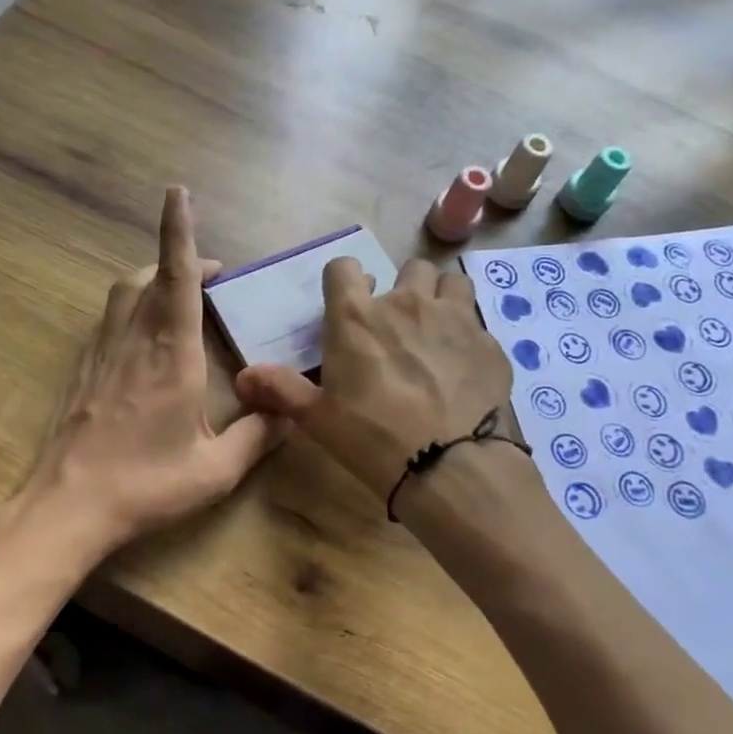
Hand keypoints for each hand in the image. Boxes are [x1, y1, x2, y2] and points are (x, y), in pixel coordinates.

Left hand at [9, 187, 288, 564]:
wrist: (68, 506)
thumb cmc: (146, 486)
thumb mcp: (215, 471)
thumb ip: (258, 437)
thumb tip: (288, 413)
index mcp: (171, 356)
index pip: (177, 278)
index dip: (178, 232)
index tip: (177, 192)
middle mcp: (133, 341)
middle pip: (149, 277)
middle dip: (180, 259)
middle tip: (213, 275)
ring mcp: (102, 353)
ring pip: (123, 293)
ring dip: (152, 279)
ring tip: (179, 296)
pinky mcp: (83, 369)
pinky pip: (109, 319)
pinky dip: (132, 307)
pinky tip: (145, 336)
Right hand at [236, 256, 513, 504]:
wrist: (448, 465)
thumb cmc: (371, 437)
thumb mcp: (317, 418)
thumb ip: (281, 389)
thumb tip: (243, 376)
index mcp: (357, 317)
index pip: (343, 268)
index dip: (343, 281)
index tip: (347, 303)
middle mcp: (406, 303)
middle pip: (408, 268)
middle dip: (402, 290)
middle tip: (397, 327)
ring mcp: (454, 318)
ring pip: (450, 283)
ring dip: (440, 299)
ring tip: (435, 332)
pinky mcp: (489, 343)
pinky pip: (477, 323)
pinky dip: (468, 337)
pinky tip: (463, 368)